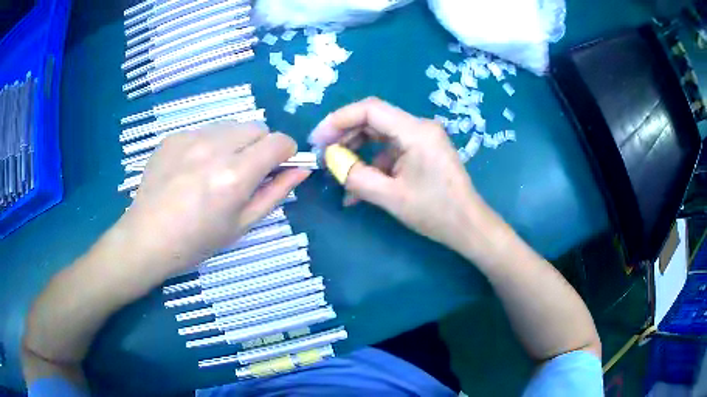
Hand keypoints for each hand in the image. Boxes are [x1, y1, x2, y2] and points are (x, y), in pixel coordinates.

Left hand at [115, 122, 309, 280]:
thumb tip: (301, 170)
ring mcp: (190, 138)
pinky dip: (210, 144)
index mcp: (234, 175)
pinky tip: (193, 168)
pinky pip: (205, 130)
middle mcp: (214, 147)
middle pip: (257, 127)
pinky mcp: (174, 136)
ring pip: (231, 126)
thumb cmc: (196, 241)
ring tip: (216, 170)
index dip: (286, 152)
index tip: (279, 167)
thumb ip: (275, 193)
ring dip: (235, 143)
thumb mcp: (242, 225)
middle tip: (245, 172)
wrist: (147, 238)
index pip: (279, 141)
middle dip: (261, 146)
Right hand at [309, 97, 486, 251]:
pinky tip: (358, 185)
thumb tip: (331, 161)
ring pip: (379, 135)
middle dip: (345, 135)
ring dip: (356, 151)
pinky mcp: (421, 151)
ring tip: (337, 172)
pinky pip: (390, 150)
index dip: (339, 120)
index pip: (370, 109)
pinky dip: (372, 163)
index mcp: (415, 131)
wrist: (468, 226)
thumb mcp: (390, 197)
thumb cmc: (435, 212)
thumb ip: (356, 177)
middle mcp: (419, 127)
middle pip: (373, 119)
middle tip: (323, 154)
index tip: (318, 139)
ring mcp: (421, 139)